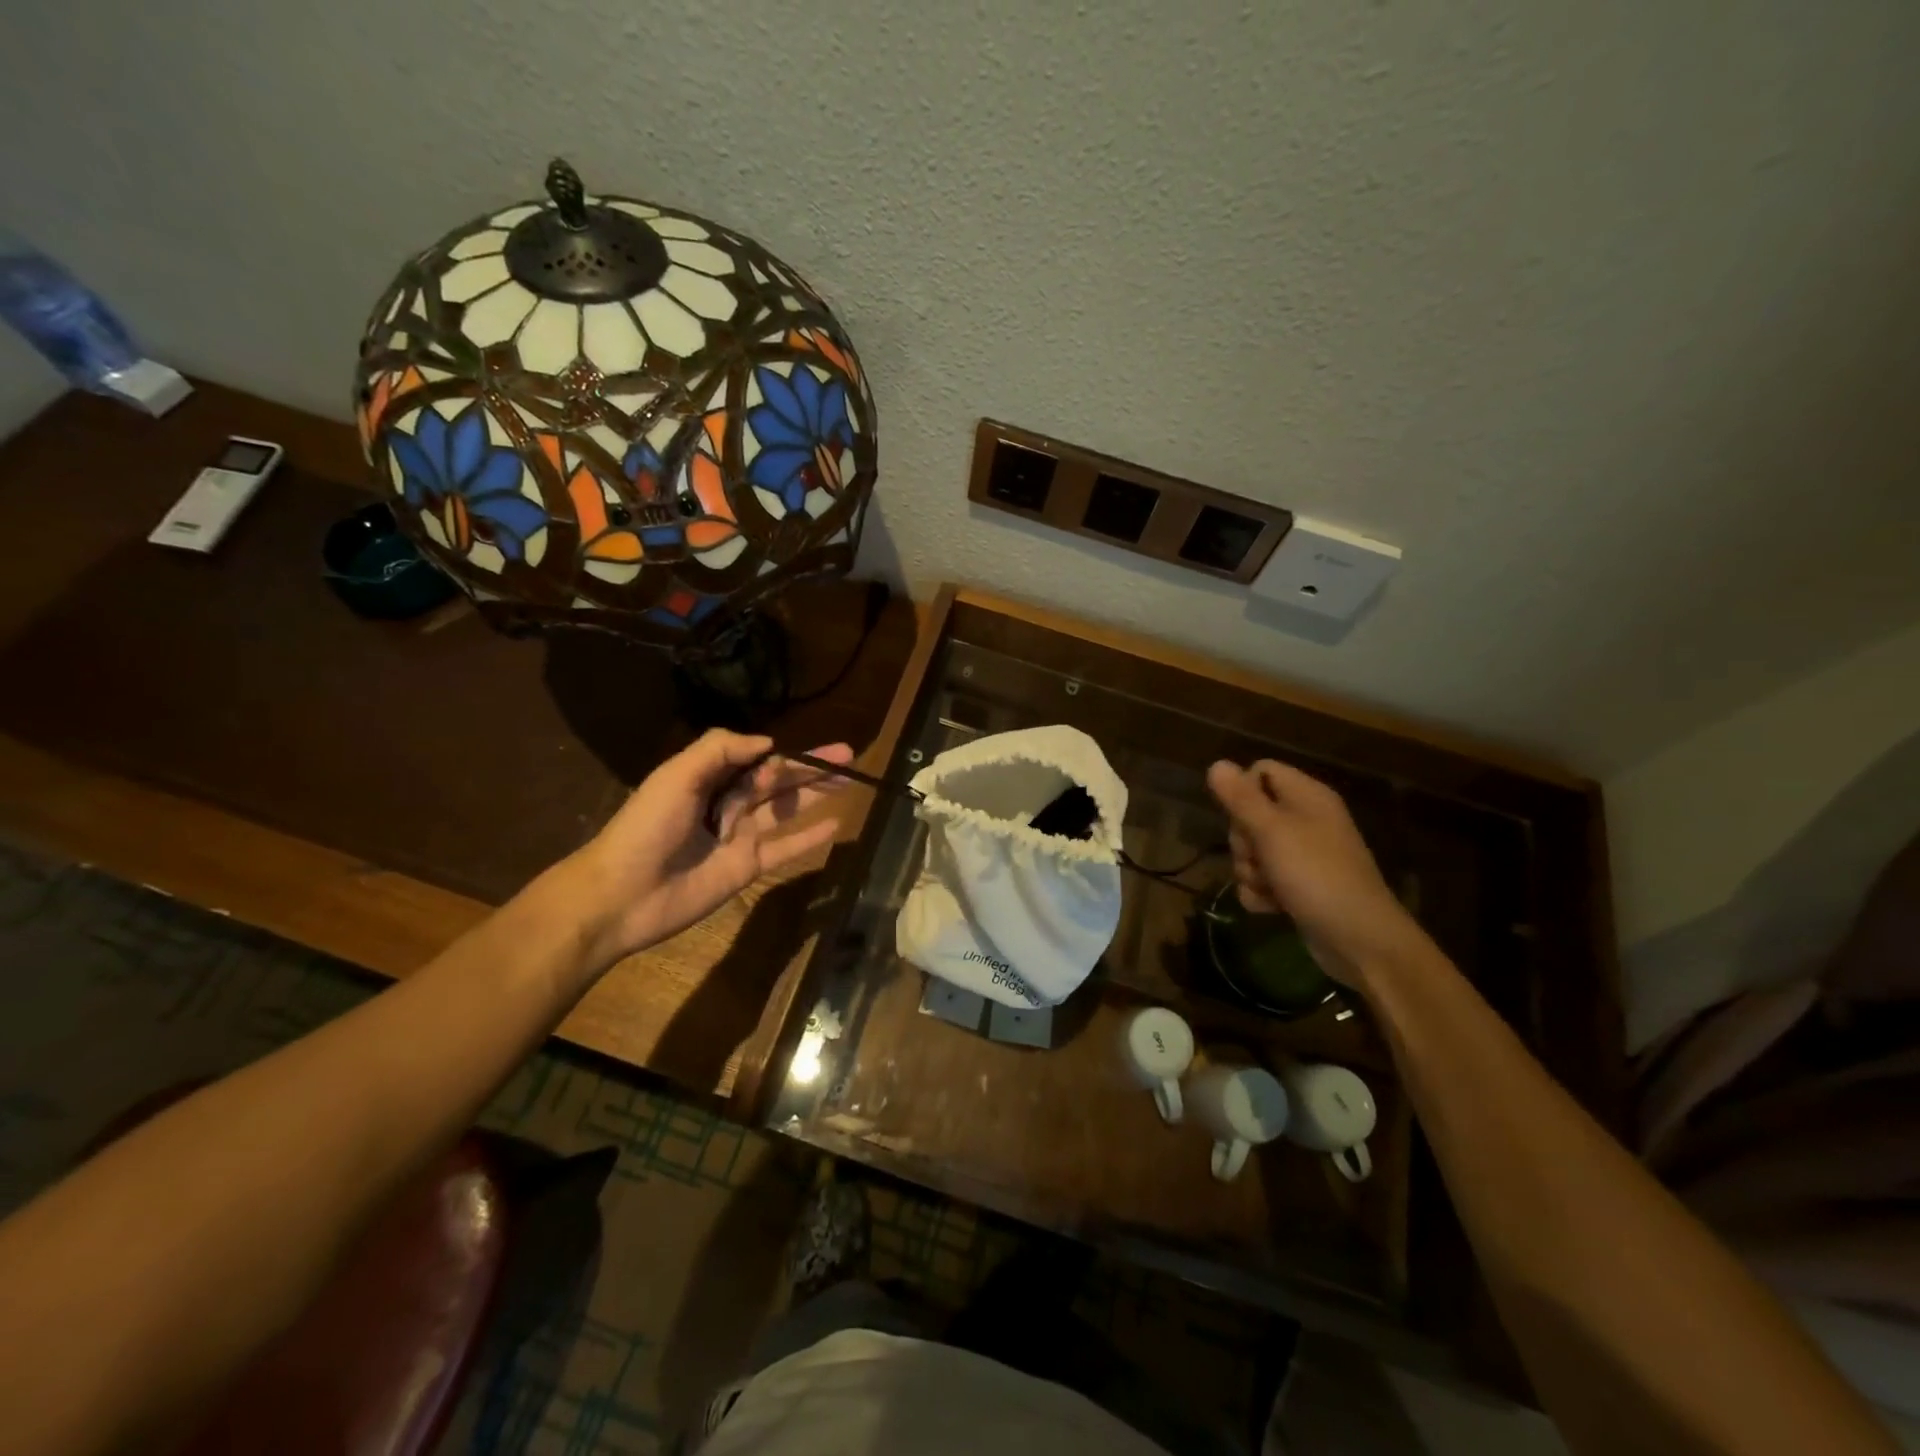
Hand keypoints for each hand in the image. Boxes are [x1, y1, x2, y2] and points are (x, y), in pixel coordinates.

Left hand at [570, 730, 853, 966]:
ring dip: (817, 794)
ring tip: (849, 782)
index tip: (806, 755)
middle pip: (778, 780)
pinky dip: (809, 838)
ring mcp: (740, 836)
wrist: (624, 894)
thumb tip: (768, 743)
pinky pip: (785, 847)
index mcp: (708, 777)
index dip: (783, 755)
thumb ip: (720, 749)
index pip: (756, 758)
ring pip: (786, 809)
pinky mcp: (748, 867)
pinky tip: (837, 826)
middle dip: (812, 767)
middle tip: (850, 754)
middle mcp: (728, 802)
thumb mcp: (677, 775)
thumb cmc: (647, 827)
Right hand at [1205, 758, 1430, 985]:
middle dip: (1242, 840)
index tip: (1241, 816)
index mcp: (1307, 797)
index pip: (1261, 771)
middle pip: (1250, 813)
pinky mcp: (1298, 886)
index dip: (1243, 791)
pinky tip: (1271, 907)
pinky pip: (1262, 880)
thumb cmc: (1316, 875)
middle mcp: (1305, 820)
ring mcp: (1303, 856)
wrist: (1359, 940)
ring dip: (1249, 871)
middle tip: (1257, 856)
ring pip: (1252, 850)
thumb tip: (1216, 764)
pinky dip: (1261, 893)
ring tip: (1268, 887)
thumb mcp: (1272, 831)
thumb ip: (1241, 798)